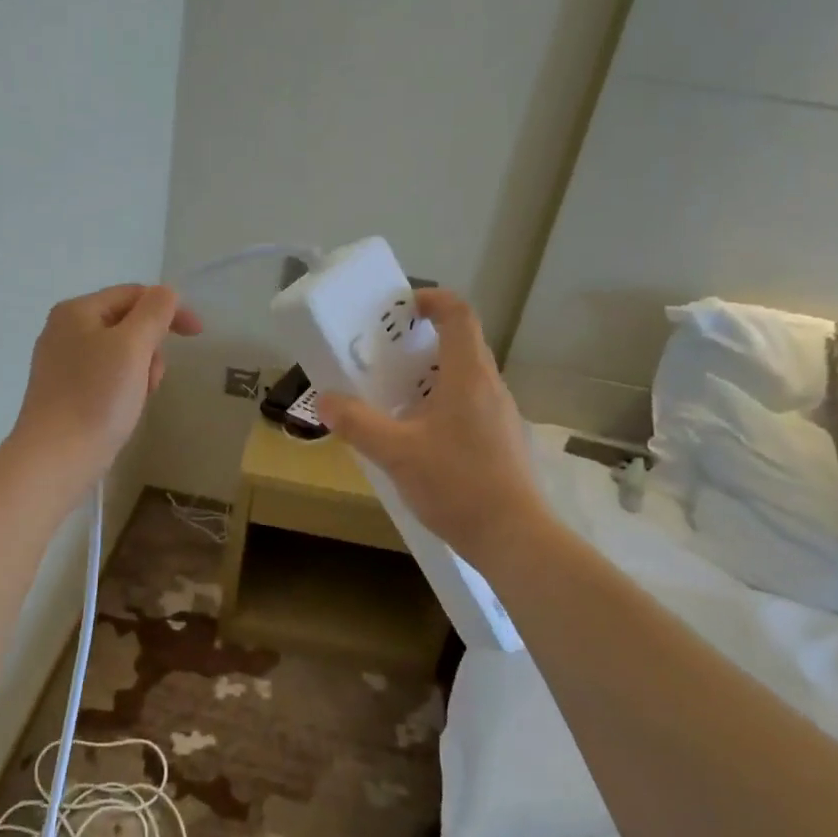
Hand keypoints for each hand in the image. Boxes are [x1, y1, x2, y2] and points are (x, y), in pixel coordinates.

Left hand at [9, 283, 201, 490]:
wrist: (56, 458)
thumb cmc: (97, 398)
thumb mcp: (132, 347)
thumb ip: (154, 312)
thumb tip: (167, 293)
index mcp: (76, 311)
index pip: (133, 294)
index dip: (170, 308)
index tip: (198, 334)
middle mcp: (64, 330)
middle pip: (126, 323)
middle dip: (151, 346)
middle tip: (154, 378)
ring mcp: (61, 362)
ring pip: (119, 353)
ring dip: (140, 369)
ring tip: (138, 398)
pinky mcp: (64, 392)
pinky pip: (105, 376)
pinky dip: (123, 386)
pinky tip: (123, 409)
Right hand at [316, 289, 549, 568]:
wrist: (513, 536)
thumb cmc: (456, 484)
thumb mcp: (395, 453)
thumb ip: (357, 424)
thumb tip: (325, 400)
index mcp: (468, 375)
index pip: (459, 314)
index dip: (432, 299)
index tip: (402, 307)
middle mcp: (490, 386)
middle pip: (460, 344)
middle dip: (421, 342)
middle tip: (384, 356)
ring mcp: (501, 414)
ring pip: (463, 378)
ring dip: (429, 377)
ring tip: (393, 398)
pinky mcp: (502, 440)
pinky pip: (469, 405)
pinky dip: (441, 404)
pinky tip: (417, 437)